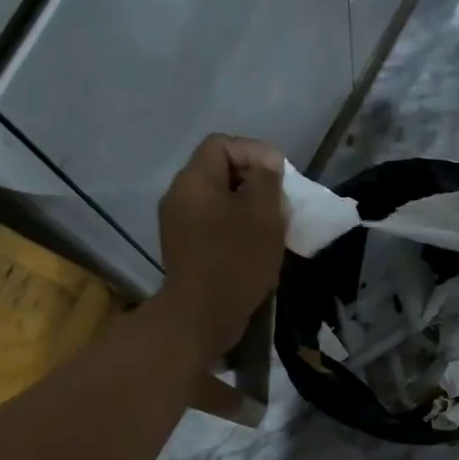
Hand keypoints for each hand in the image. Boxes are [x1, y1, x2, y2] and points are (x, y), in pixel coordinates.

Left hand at [153, 134, 285, 362]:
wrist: (202, 315)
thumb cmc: (236, 259)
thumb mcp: (263, 214)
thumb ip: (267, 180)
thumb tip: (267, 164)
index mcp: (194, 180)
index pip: (222, 144)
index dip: (254, 152)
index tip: (279, 176)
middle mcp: (179, 196)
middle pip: (218, 172)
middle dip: (253, 182)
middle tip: (279, 202)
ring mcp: (178, 225)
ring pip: (217, 202)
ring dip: (247, 209)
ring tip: (272, 226)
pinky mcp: (185, 250)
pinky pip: (212, 226)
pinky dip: (235, 229)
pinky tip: (255, 248)